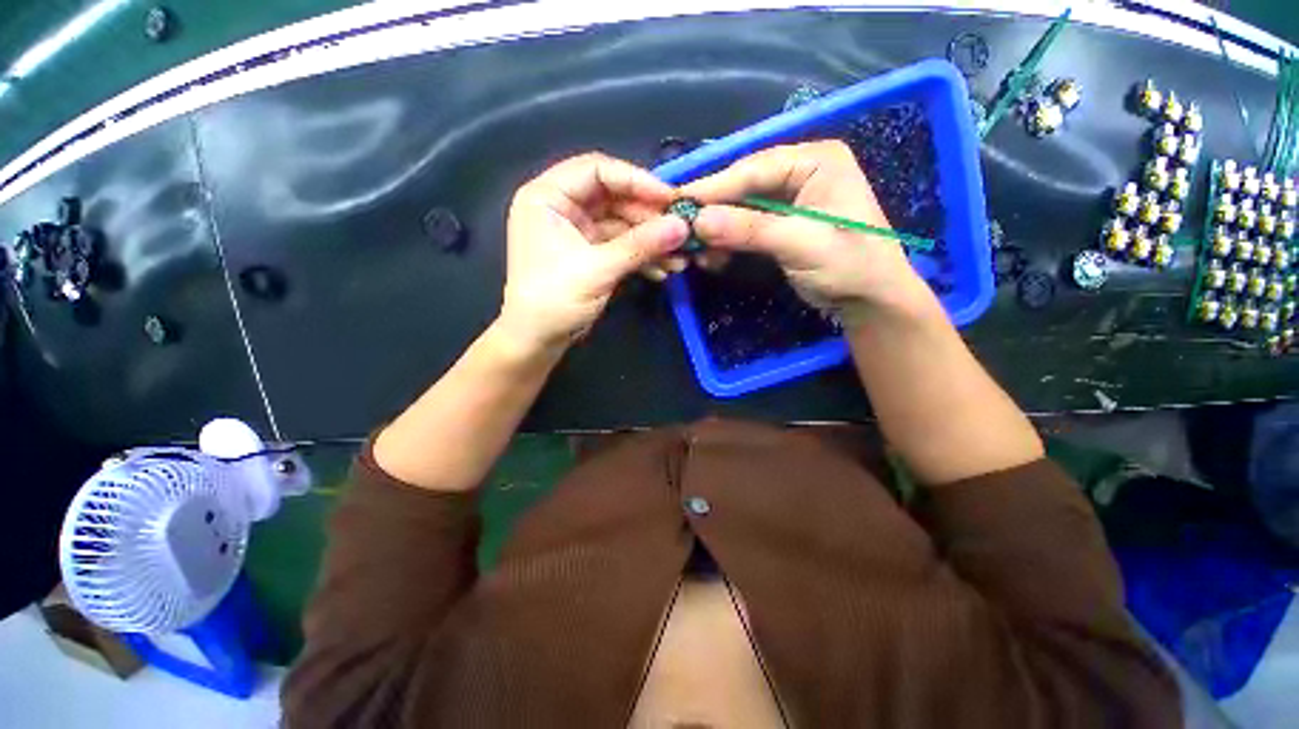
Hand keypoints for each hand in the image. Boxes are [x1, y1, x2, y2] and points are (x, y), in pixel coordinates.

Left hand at [501, 153, 688, 350]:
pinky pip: (621, 245)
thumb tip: (683, 226)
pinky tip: (663, 270)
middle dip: (649, 217)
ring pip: (622, 224)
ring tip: (679, 258)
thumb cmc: (555, 299)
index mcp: (548, 196)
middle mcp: (562, 206)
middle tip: (681, 231)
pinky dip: (642, 256)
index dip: (636, 180)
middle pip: (614, 198)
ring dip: (651, 240)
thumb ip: (641, 244)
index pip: (597, 170)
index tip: (670, 198)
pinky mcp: (591, 253)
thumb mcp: (598, 268)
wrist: (538, 341)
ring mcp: (578, 231)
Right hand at [683, 141, 934, 325]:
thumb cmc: (849, 265)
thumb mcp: (801, 244)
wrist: (869, 300)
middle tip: (680, 227)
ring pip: (740, 208)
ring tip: (693, 248)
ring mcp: (789, 198)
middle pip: (743, 186)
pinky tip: (712, 255)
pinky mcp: (780, 223)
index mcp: (815, 160)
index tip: (678, 202)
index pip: (754, 168)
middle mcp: (799, 171)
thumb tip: (698, 221)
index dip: (714, 187)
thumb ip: (750, 230)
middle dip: (713, 210)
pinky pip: (745, 226)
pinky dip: (727, 241)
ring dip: (717, 229)